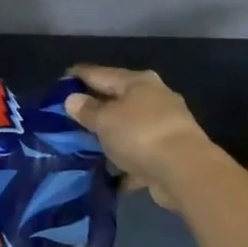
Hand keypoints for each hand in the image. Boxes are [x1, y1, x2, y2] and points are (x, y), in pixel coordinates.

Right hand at [64, 65, 219, 211]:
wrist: (183, 170)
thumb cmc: (139, 134)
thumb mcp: (105, 120)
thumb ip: (87, 110)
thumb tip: (73, 99)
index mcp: (138, 82)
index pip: (102, 73)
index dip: (81, 75)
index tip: (64, 77)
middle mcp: (155, 99)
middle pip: (120, 100)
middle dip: (98, 108)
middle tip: (72, 115)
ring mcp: (165, 127)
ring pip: (130, 129)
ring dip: (112, 137)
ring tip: (87, 146)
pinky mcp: (170, 153)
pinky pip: (139, 155)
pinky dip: (125, 163)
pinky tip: (109, 173)